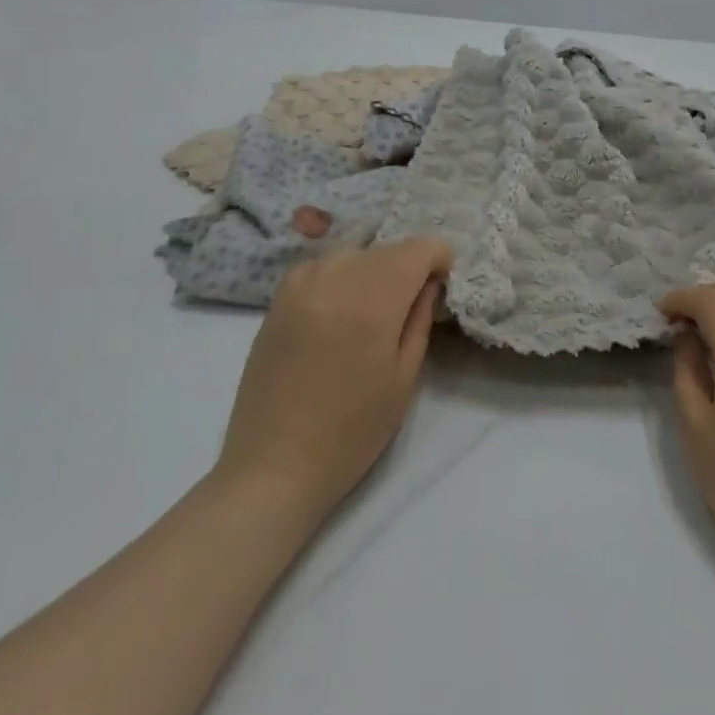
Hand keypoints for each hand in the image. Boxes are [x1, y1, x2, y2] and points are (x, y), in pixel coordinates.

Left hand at [211, 237, 450, 528]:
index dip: (439, 261)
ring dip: (373, 270)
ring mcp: (301, 283)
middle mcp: (335, 277)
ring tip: (372, 312)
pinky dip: (341, 276)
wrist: (273, 466)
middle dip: (408, 267)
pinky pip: (323, 266)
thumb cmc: (351, 431)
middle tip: (410, 307)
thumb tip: (429, 282)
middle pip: (388, 248)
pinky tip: (339, 312)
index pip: (419, 248)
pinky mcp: (278, 297)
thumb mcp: (404, 377)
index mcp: (373, 299)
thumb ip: (420, 318)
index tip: (440, 288)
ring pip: (355, 253)